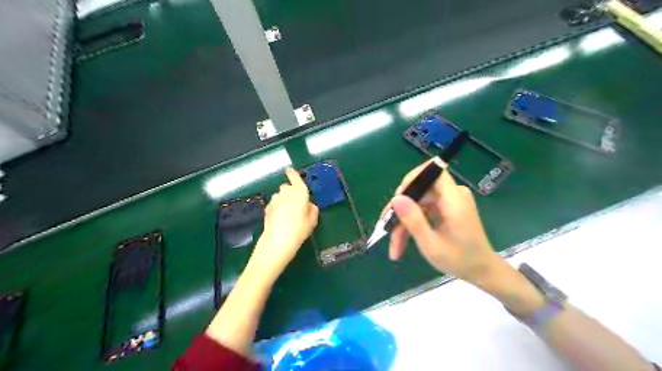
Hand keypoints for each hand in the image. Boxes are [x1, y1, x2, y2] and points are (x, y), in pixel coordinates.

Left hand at [250, 168, 319, 277]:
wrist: (278, 240)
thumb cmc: (300, 228)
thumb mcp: (313, 220)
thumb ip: (312, 209)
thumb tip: (309, 205)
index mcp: (299, 191)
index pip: (294, 176)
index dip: (292, 173)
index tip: (290, 171)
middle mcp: (286, 191)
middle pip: (287, 187)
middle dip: (290, 192)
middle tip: (296, 204)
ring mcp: (274, 199)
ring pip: (280, 196)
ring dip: (283, 200)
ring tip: (288, 214)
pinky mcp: (267, 207)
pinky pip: (274, 204)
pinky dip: (277, 208)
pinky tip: (280, 219)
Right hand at [389, 160, 501, 285]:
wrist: (481, 271)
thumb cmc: (460, 260)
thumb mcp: (431, 245)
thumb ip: (414, 220)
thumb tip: (395, 198)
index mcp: (454, 200)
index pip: (433, 171)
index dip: (412, 179)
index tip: (397, 200)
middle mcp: (453, 195)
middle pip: (420, 189)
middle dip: (401, 209)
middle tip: (386, 228)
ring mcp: (449, 201)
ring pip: (418, 201)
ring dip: (404, 221)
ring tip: (394, 245)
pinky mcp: (446, 208)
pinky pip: (423, 208)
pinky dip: (412, 222)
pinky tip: (403, 240)